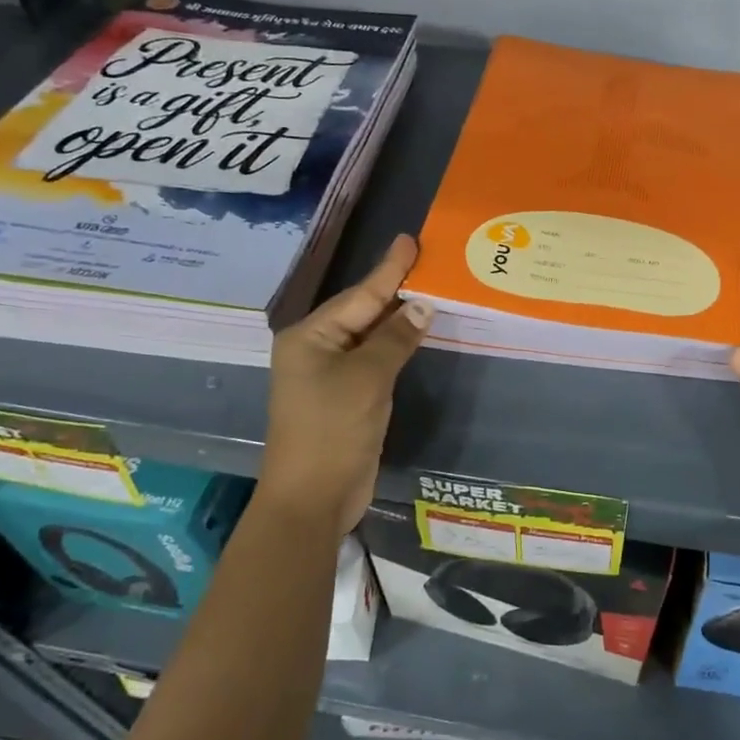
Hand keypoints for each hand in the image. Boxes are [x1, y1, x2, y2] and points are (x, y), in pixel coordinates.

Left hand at [261, 234, 430, 535]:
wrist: (313, 498)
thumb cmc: (333, 431)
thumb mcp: (368, 378)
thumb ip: (396, 338)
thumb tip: (423, 305)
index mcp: (310, 336)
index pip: (360, 295)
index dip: (388, 268)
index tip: (409, 240)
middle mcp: (316, 349)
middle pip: (363, 311)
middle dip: (395, 289)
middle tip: (427, 261)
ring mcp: (330, 374)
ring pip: (370, 336)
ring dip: (398, 318)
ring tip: (428, 289)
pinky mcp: (345, 397)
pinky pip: (374, 360)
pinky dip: (396, 346)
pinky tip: (416, 333)